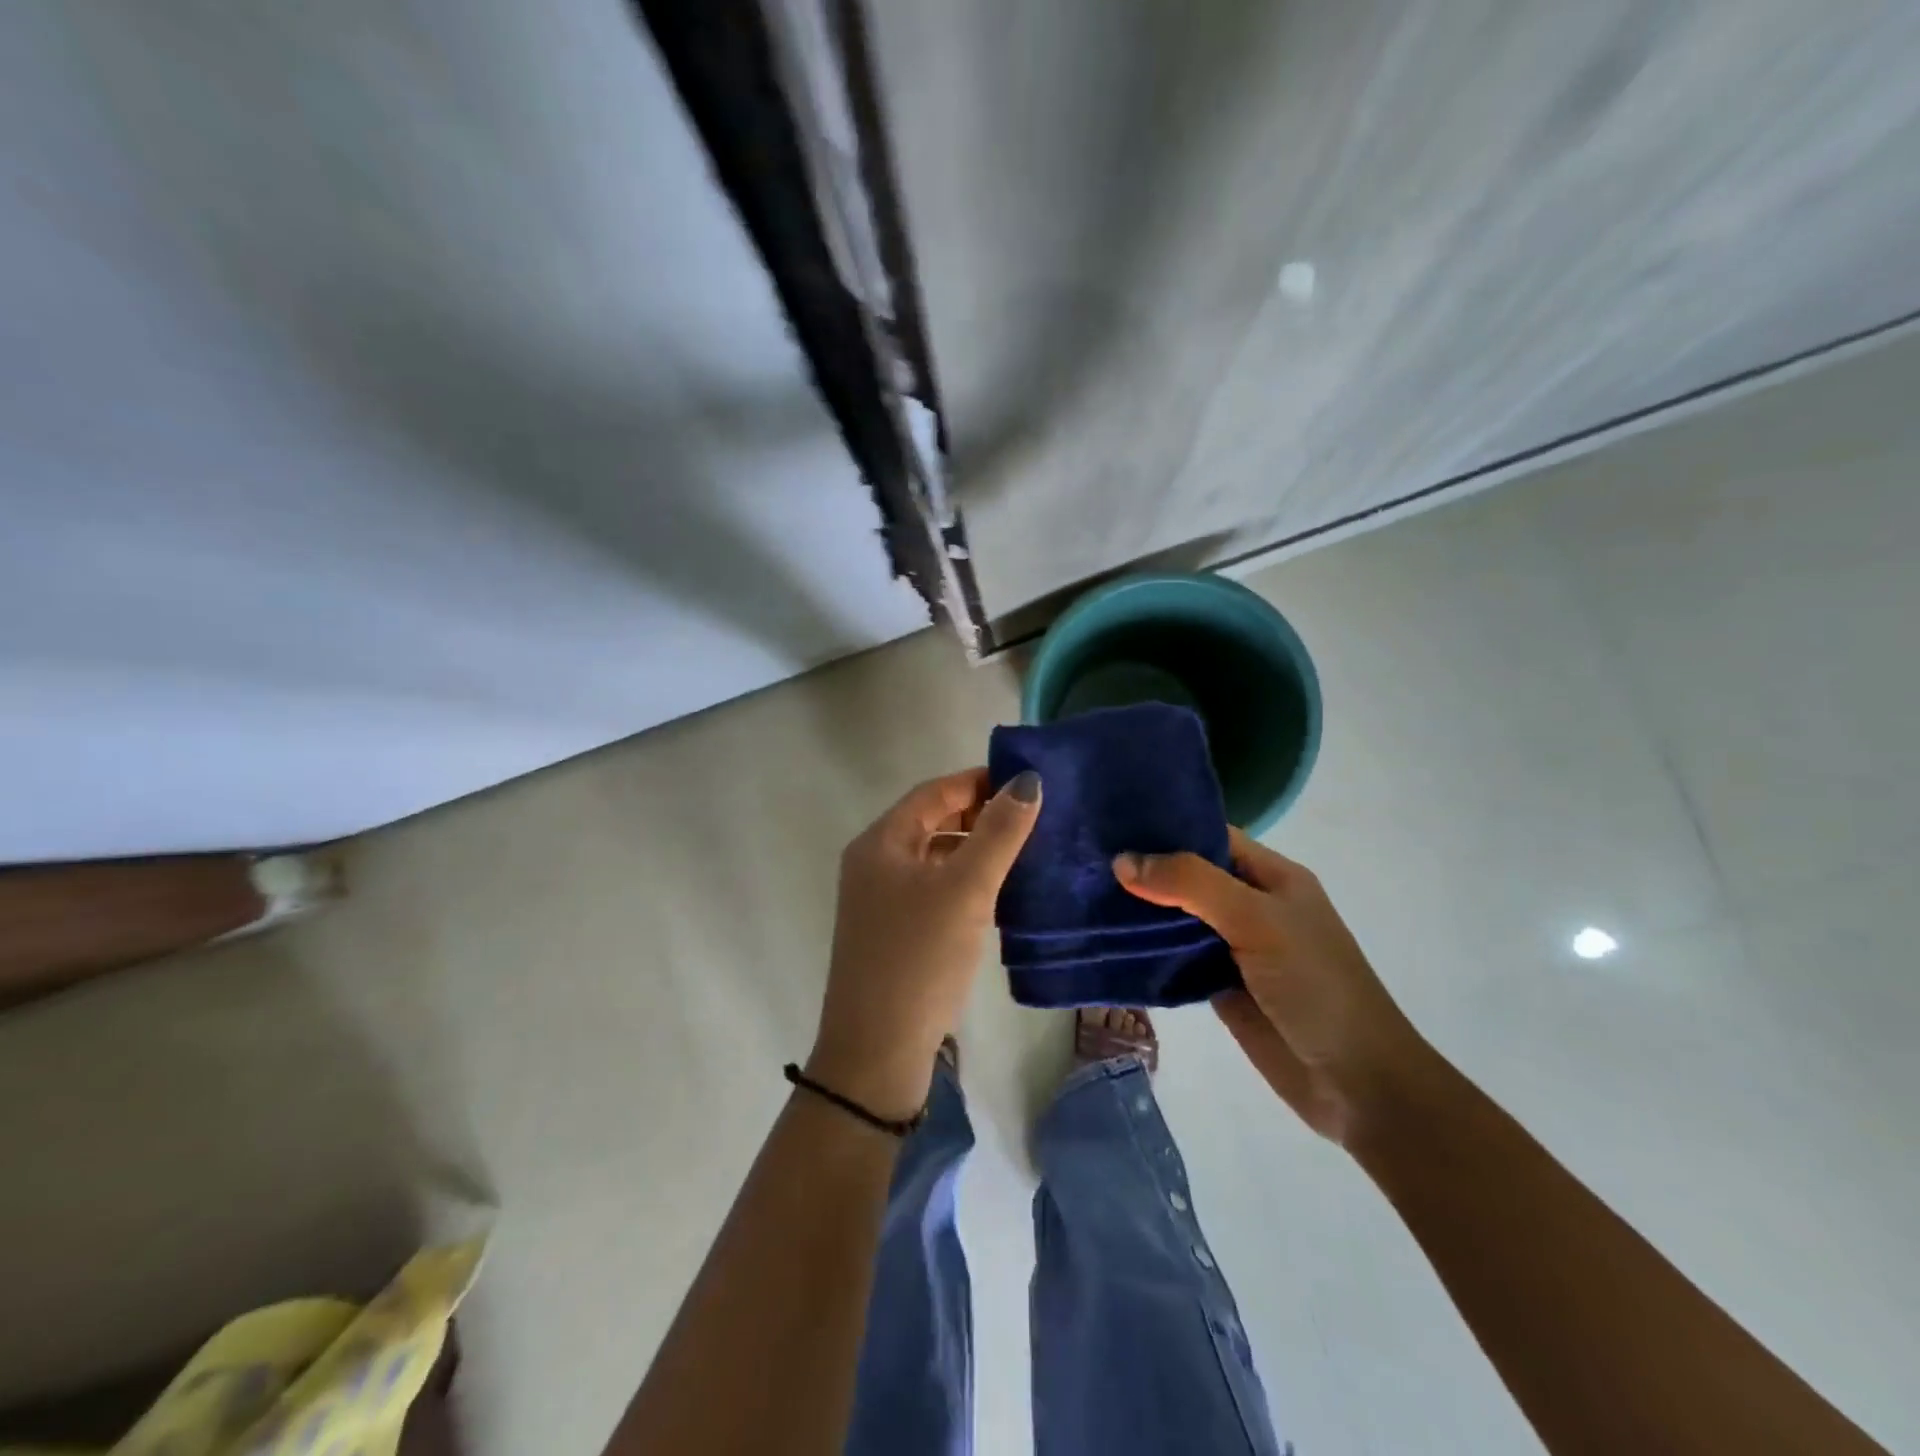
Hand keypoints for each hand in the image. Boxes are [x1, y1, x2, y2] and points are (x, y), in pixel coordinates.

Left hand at [807, 768, 1041, 1120]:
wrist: (877, 1051)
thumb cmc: (920, 957)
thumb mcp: (965, 889)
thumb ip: (998, 833)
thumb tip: (1026, 781)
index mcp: (881, 842)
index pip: (934, 793)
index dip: (978, 782)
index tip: (1026, 784)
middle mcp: (875, 864)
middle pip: (933, 823)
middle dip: (980, 816)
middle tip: (1032, 821)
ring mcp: (881, 901)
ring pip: (936, 859)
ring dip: (976, 852)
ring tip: (1026, 854)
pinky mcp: (895, 933)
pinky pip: (935, 891)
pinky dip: (966, 884)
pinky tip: (1000, 896)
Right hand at [1114, 829, 1429, 1144]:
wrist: (1356, 1083)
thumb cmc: (1315, 985)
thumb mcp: (1258, 919)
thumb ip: (1191, 885)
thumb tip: (1123, 861)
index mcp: (1270, 876)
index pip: (1210, 836)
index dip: (1165, 827)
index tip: (1111, 821)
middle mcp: (1249, 905)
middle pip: (1188, 876)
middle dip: (1144, 868)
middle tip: (1084, 857)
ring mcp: (1232, 947)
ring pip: (1176, 918)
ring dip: (1139, 910)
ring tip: (1083, 892)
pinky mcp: (1217, 986)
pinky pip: (1173, 958)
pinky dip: (1144, 950)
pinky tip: (1106, 941)